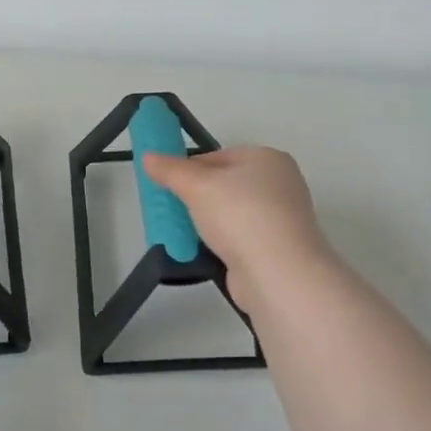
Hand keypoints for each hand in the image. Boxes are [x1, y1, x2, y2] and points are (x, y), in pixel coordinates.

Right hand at [142, 146, 332, 311]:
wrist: (278, 273)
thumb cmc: (240, 215)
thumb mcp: (196, 186)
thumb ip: (170, 169)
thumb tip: (148, 156)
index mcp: (267, 158)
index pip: (218, 156)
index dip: (189, 169)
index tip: (167, 186)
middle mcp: (280, 183)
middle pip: (226, 184)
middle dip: (197, 197)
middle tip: (173, 210)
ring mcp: (282, 218)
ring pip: (232, 213)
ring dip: (208, 222)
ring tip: (184, 233)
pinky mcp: (278, 248)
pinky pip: (241, 238)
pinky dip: (223, 243)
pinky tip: (205, 252)